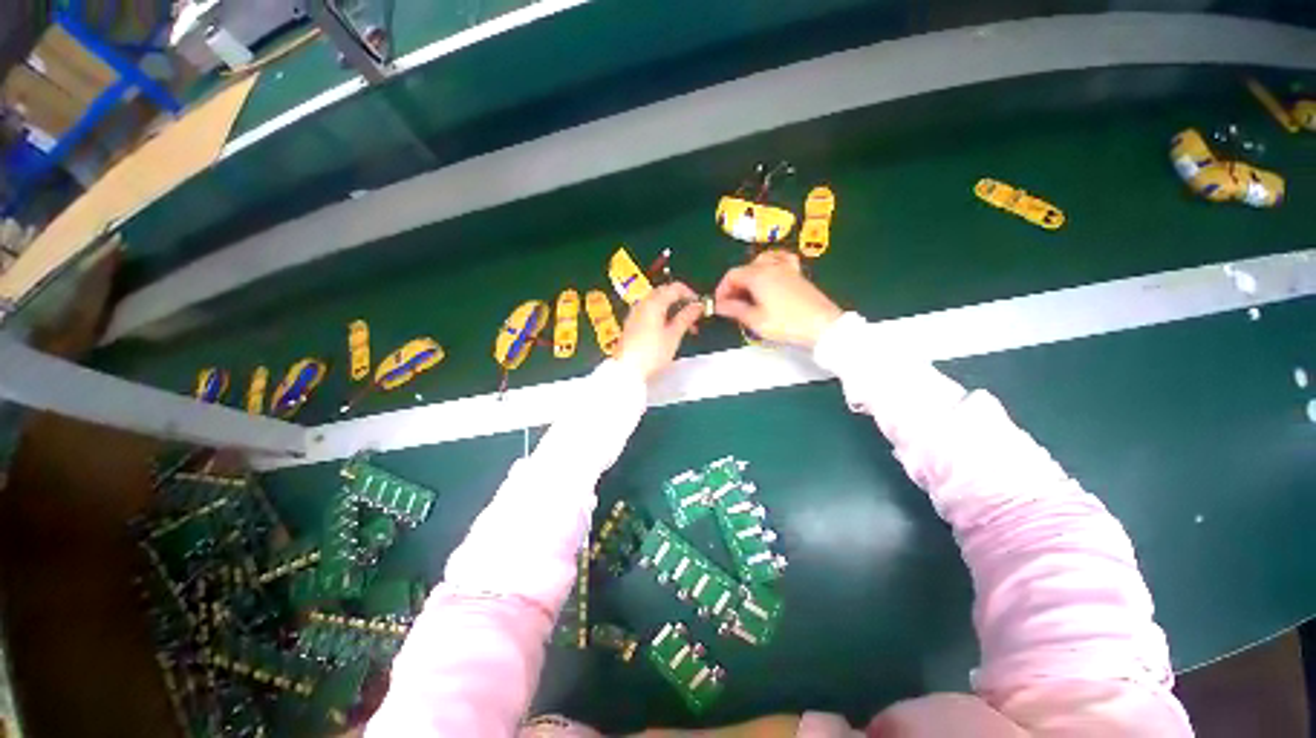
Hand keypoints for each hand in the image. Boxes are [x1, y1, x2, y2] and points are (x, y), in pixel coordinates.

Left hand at [616, 282, 705, 380]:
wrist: (627, 369)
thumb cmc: (651, 353)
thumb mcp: (673, 335)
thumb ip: (686, 317)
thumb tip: (697, 306)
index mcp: (654, 302)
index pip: (675, 287)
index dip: (690, 294)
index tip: (699, 306)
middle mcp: (642, 303)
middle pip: (665, 293)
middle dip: (681, 301)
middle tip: (693, 317)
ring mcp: (635, 313)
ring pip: (657, 302)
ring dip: (672, 309)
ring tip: (683, 326)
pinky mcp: (632, 323)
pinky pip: (650, 311)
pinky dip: (662, 315)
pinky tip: (668, 330)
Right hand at [714, 250, 842, 347]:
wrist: (822, 325)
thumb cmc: (786, 323)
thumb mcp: (755, 320)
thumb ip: (735, 310)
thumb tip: (720, 305)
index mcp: (758, 275)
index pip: (732, 276)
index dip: (722, 290)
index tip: (719, 305)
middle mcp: (771, 266)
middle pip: (745, 268)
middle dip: (734, 285)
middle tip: (731, 304)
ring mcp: (786, 268)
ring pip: (761, 262)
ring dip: (749, 275)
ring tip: (747, 292)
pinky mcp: (797, 274)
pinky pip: (780, 260)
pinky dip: (770, 265)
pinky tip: (769, 276)